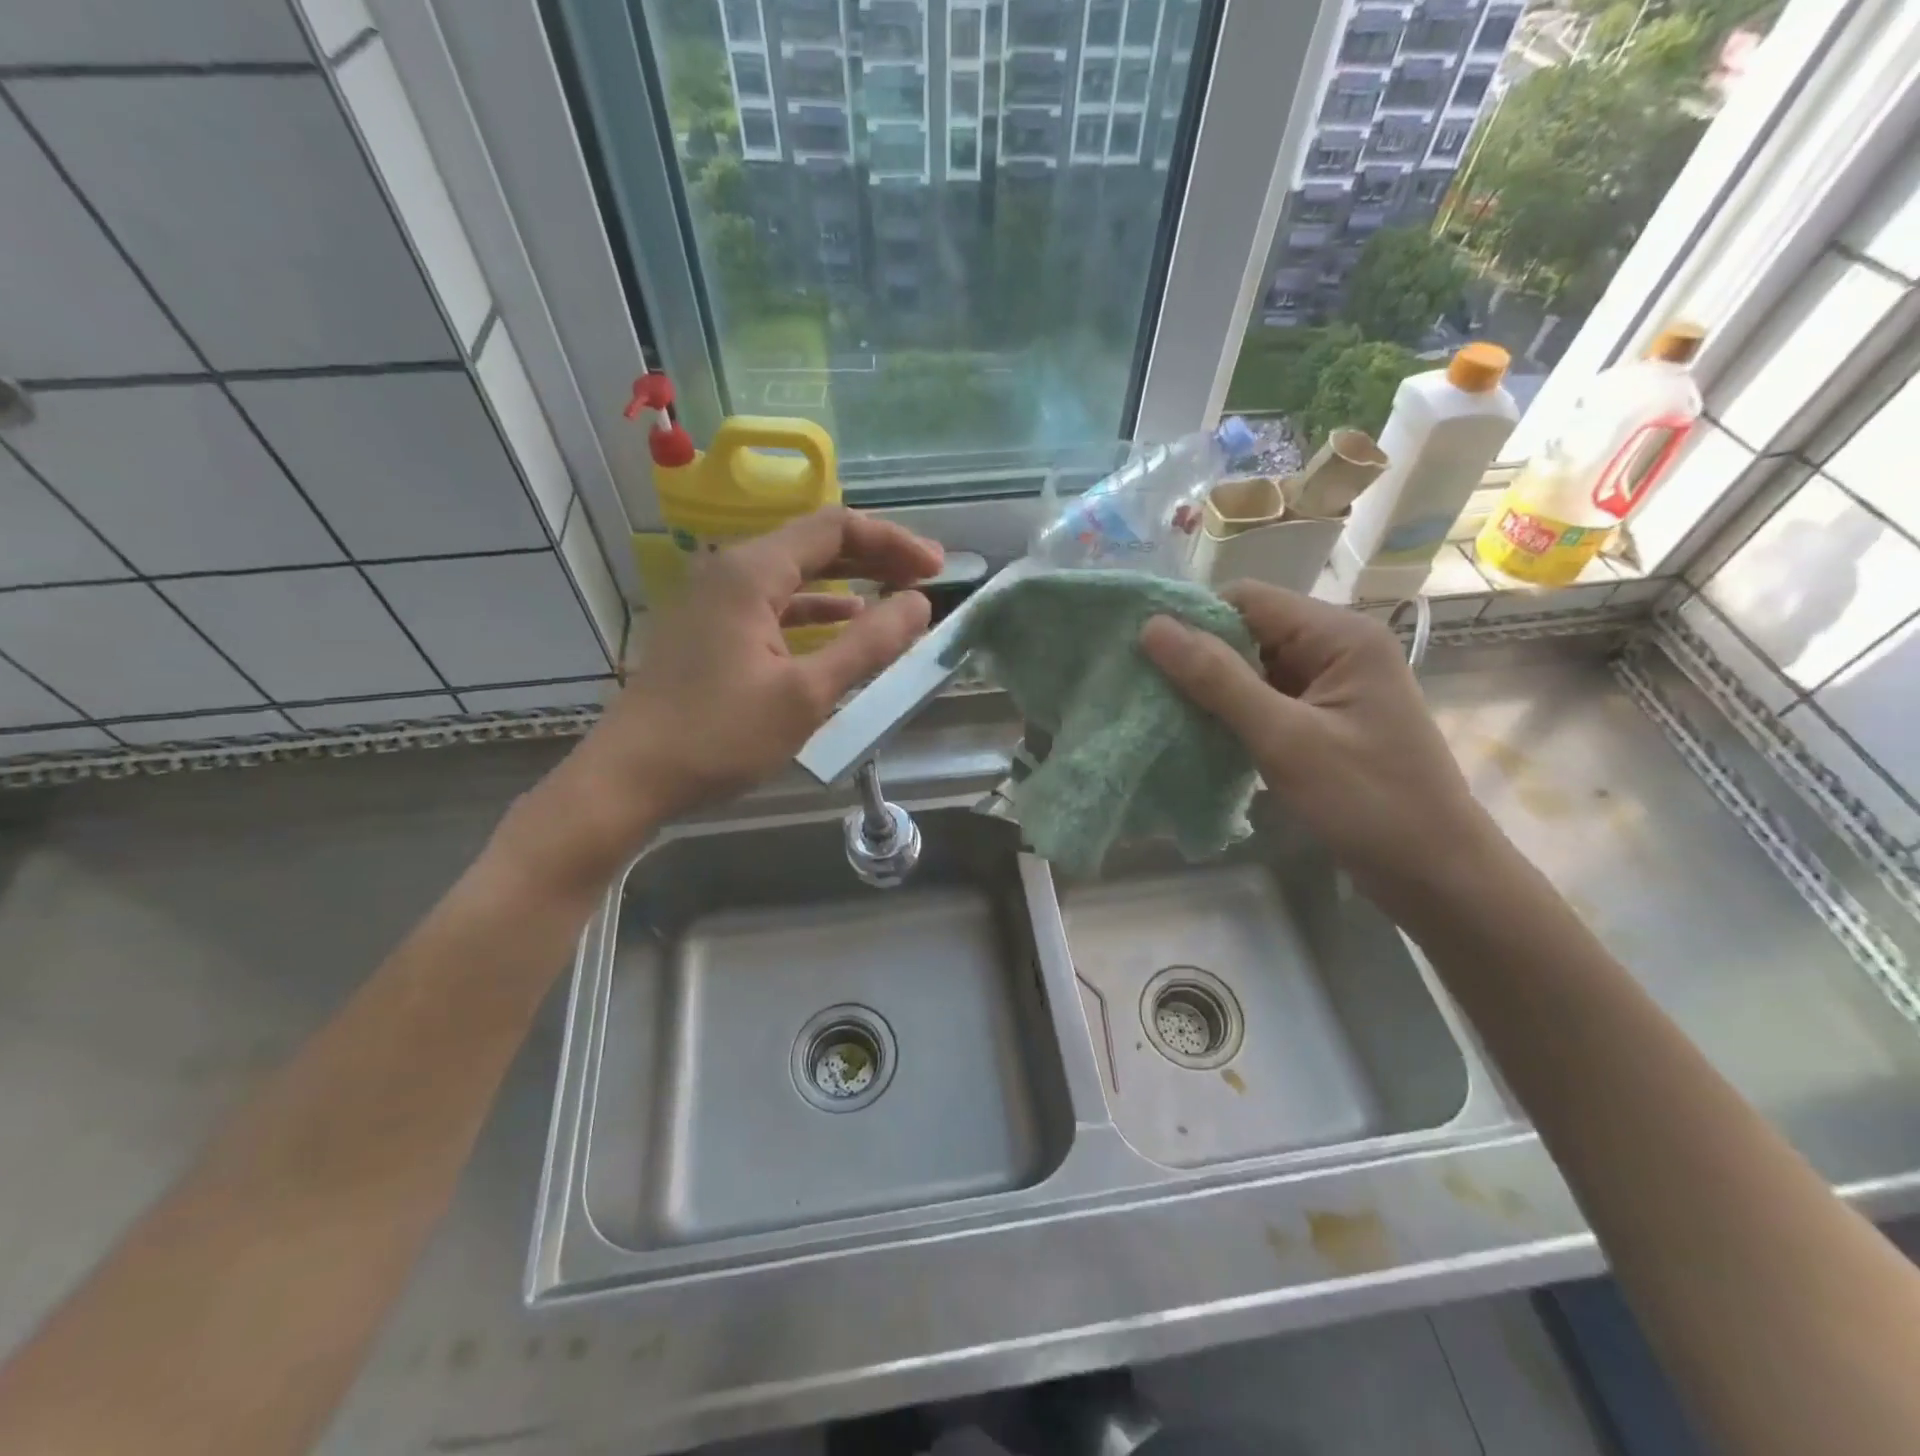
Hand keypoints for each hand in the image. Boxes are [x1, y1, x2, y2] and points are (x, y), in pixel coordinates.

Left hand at [522, 508, 940, 879]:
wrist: (630, 778)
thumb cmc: (720, 736)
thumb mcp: (806, 694)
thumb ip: (869, 645)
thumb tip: (919, 604)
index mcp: (752, 572)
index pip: (836, 528)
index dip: (893, 542)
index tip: (937, 570)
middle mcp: (730, 571)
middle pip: (814, 544)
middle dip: (874, 556)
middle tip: (924, 579)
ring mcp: (714, 600)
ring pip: (794, 574)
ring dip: (847, 582)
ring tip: (894, 598)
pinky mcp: (710, 630)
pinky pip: (773, 604)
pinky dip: (814, 610)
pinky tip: (842, 625)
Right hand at [1140, 582, 1501, 918]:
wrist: (1436, 875)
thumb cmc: (1367, 801)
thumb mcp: (1285, 738)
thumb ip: (1217, 679)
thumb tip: (1152, 627)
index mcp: (1340, 635)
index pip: (1248, 600)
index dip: (1194, 620)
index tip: (1144, 654)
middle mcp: (1337, 648)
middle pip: (1249, 632)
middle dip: (1199, 657)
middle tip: (1145, 688)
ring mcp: (1332, 686)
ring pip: (1252, 668)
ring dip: (1212, 689)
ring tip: (1162, 712)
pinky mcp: (1324, 720)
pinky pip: (1266, 700)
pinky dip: (1232, 714)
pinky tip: (1200, 734)